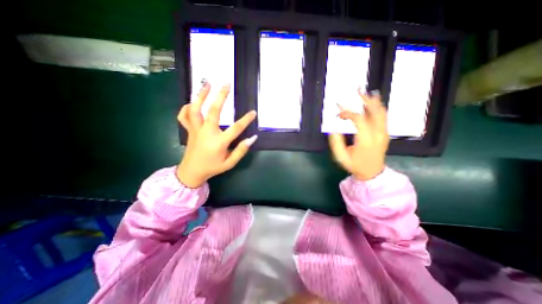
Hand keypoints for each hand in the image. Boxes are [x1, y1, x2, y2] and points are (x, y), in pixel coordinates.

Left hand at [175, 82, 256, 188]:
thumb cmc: (213, 168)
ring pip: (195, 109)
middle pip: (213, 111)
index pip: (236, 128)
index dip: (246, 119)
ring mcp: (196, 130)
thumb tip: (252, 138)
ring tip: (207, 84)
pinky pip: (184, 116)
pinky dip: (186, 107)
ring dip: (201, 95)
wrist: (191, 172)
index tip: (253, 112)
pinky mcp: (189, 130)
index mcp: (219, 142)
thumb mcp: (230, 163)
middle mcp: (207, 132)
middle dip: (221, 96)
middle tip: (226, 83)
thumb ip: (241, 150)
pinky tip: (192, 102)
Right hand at [325, 89, 389, 181]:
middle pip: (374, 111)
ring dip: (373, 101)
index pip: (359, 119)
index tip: (339, 113)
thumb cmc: (355, 165)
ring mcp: (384, 133)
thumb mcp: (341, 157)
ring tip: (365, 93)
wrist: (372, 172)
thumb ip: (336, 143)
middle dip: (365, 100)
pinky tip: (372, 103)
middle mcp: (378, 134)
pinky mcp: (385, 133)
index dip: (348, 113)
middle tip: (357, 91)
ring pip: (381, 112)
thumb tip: (333, 129)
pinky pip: (383, 116)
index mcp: (366, 140)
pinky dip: (377, 107)